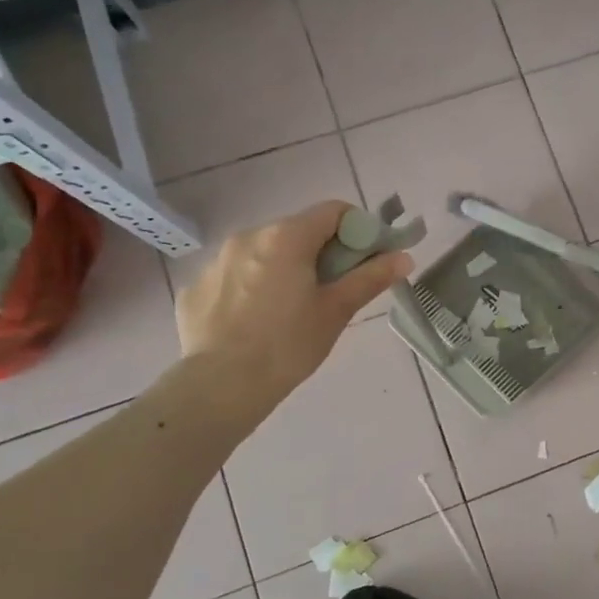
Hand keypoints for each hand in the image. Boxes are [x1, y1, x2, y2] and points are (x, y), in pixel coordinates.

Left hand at [175, 201, 411, 425]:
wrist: (220, 386)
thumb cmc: (289, 345)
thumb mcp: (337, 311)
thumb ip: (370, 277)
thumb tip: (403, 257)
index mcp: (286, 237)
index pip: (334, 211)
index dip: (359, 231)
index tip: (365, 261)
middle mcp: (248, 236)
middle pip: (298, 231)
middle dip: (322, 252)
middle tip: (333, 291)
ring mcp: (216, 260)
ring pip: (264, 253)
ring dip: (285, 268)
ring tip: (291, 310)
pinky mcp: (196, 287)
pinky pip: (235, 276)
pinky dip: (252, 288)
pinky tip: (255, 323)